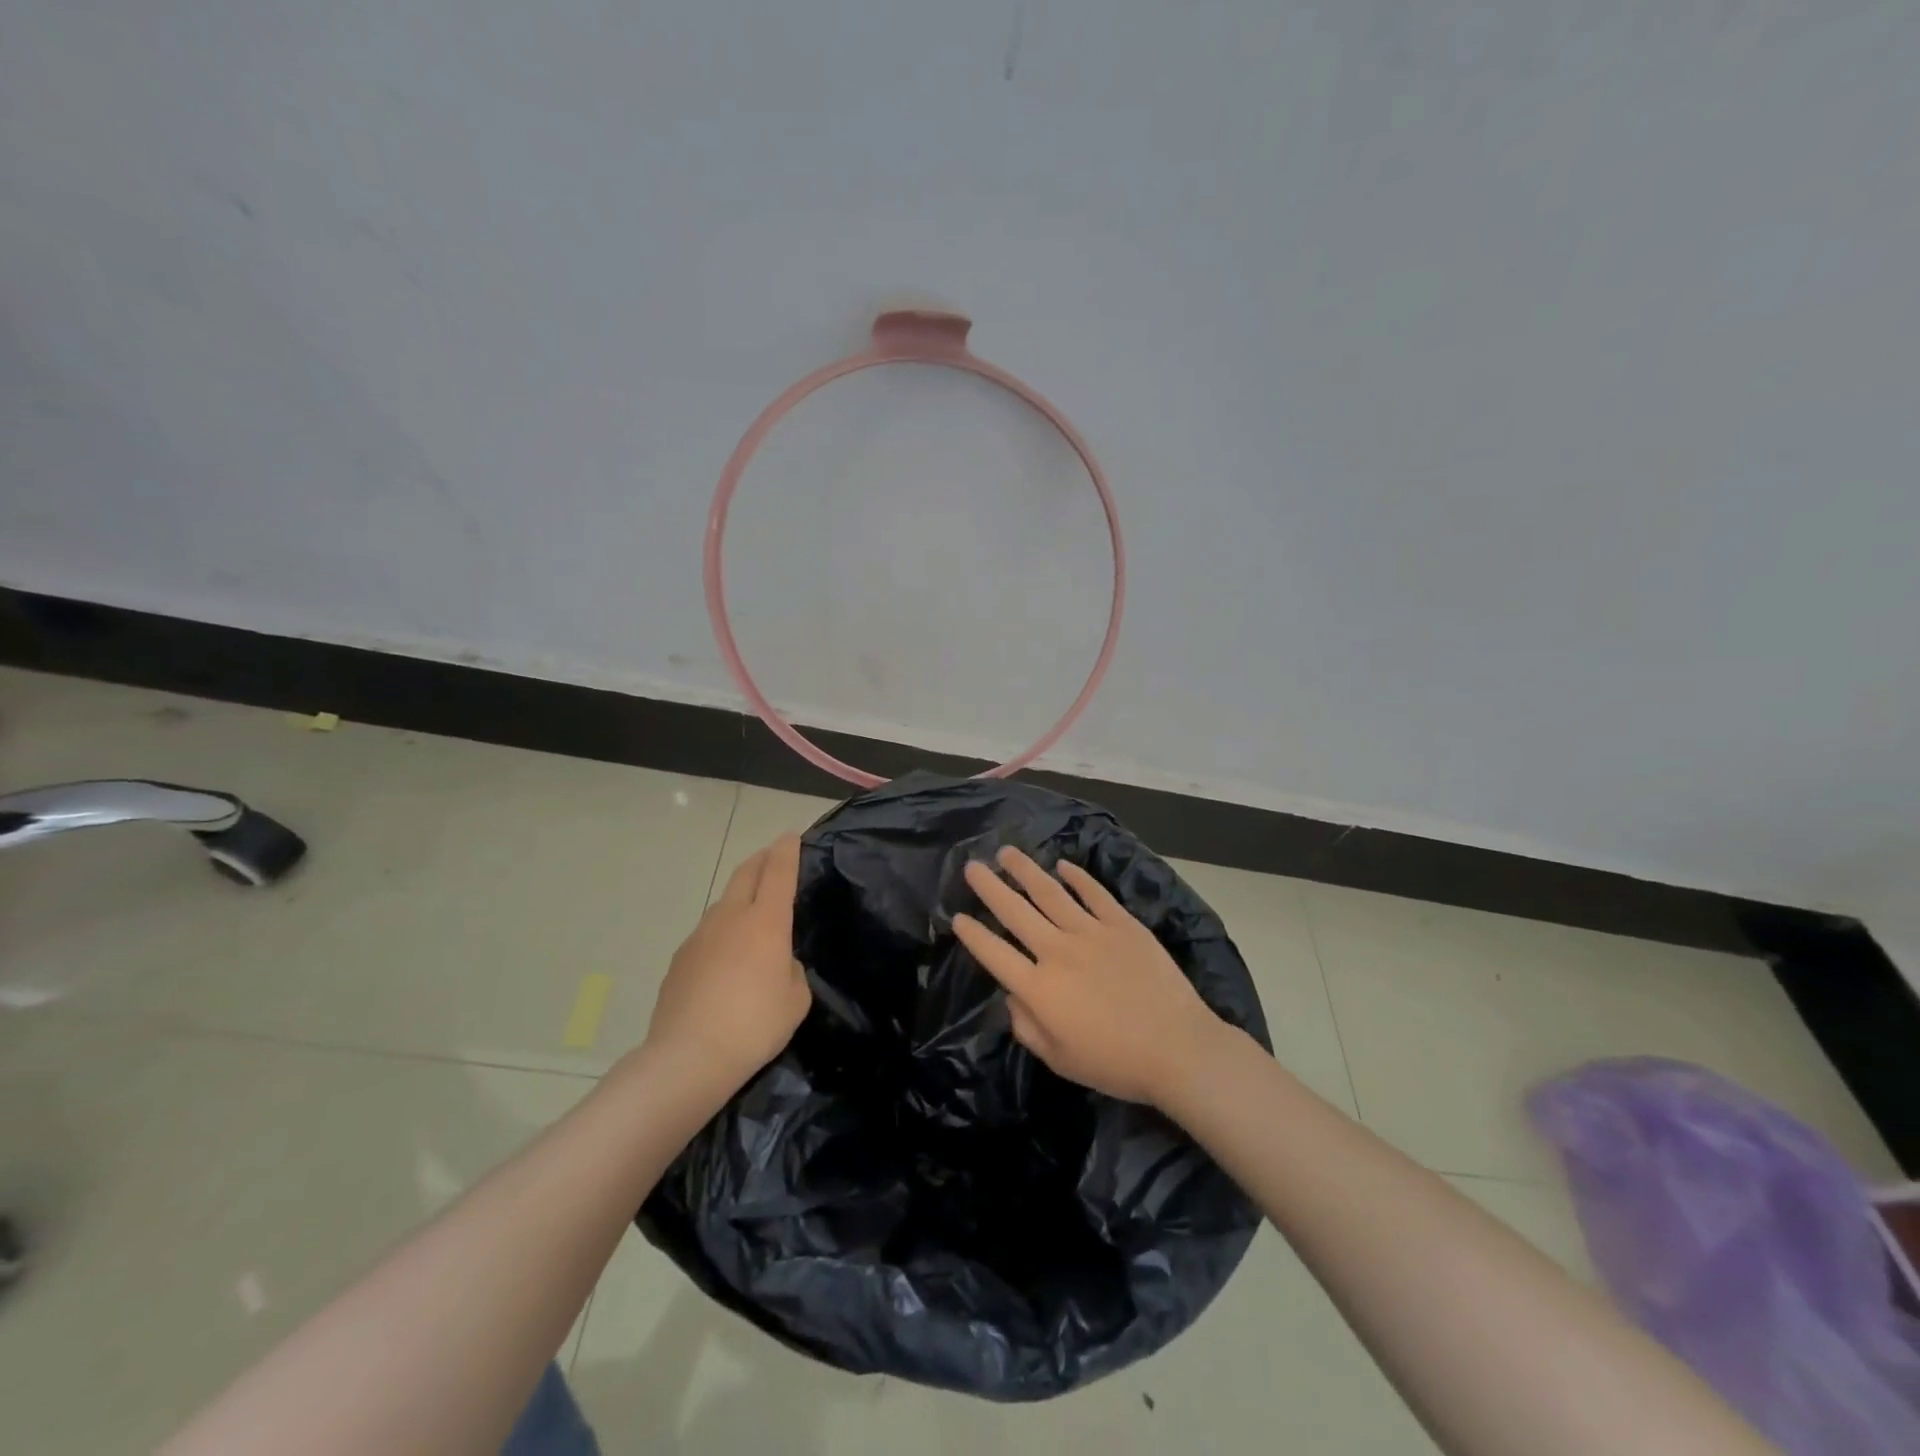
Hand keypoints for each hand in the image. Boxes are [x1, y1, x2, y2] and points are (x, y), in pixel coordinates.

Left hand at [646, 833, 810, 1093]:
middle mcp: (731, 917)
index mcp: (766, 921)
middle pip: (745, 873)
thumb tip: (776, 962)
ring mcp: (700, 936)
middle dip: (761, 860)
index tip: (790, 836)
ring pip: (724, 902)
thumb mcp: (796, 998)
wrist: (688, 1057)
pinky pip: (708, 933)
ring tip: (752, 913)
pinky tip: (726, 959)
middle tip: (772, 857)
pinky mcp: (680, 959)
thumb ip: (790, 969)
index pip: (779, 871)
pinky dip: (722, 932)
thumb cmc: (754, 1025)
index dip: (787, 850)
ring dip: (740, 897)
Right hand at [952, 846, 1227, 1107]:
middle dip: (990, 888)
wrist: (1177, 1048)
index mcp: (1039, 988)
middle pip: (1016, 912)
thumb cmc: (1115, 1063)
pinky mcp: (1123, 924)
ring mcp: (1092, 932)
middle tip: (972, 866)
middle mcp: (1058, 951)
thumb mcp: (1059, 1059)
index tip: (957, 917)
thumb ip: (1027, 1027)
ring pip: (1051, 893)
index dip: (973, 935)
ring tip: (1007, 853)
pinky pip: (1094, 894)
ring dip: (1026, 871)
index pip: (995, 954)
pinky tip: (1063, 865)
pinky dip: (1077, 877)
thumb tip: (1012, 996)